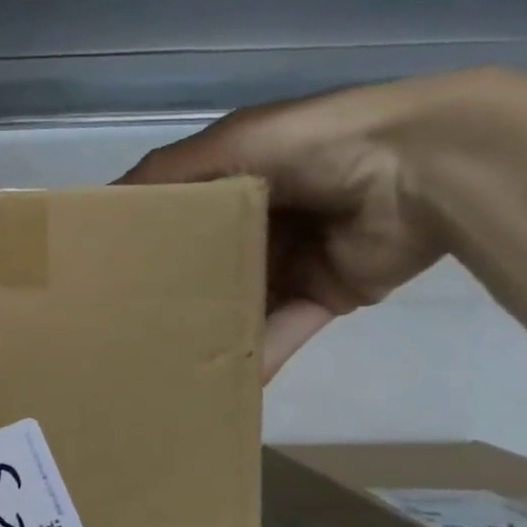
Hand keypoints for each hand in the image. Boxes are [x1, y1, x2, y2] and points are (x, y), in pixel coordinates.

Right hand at [117, 71, 513, 379]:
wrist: (423, 169)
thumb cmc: (312, 146)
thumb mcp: (230, 144)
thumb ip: (167, 173)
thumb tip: (102, 203)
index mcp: (237, 176)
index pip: (180, 212)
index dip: (145, 237)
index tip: (104, 270)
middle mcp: (262, 217)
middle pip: (207, 261)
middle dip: (172, 290)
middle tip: (125, 325)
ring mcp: (295, 258)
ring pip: (241, 300)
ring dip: (210, 326)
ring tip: (163, 361)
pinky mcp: (328, 294)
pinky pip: (284, 329)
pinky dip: (258, 354)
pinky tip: (220, 383)